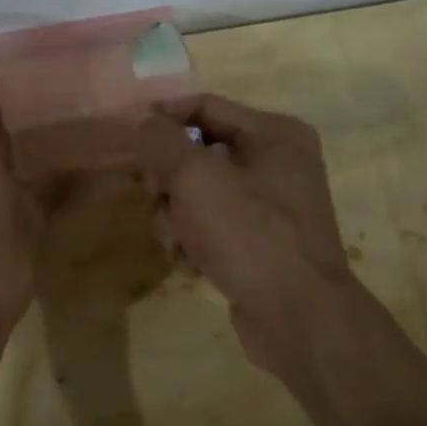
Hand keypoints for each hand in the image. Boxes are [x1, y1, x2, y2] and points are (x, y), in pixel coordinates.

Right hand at [133, 94, 356, 379]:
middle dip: (168, 183)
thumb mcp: (197, 178)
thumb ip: (161, 141)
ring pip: (196, 194)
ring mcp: (268, 205)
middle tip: (157, 200)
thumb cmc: (250, 234)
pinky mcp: (258, 242)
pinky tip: (194, 266)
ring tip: (179, 245)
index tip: (127, 140)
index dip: (162, 119)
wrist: (299, 319)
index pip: (203, 106)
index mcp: (274, 133)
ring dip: (176, 219)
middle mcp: (276, 162)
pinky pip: (210, 226)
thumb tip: (140, 119)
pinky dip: (195, 243)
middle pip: (195, 153)